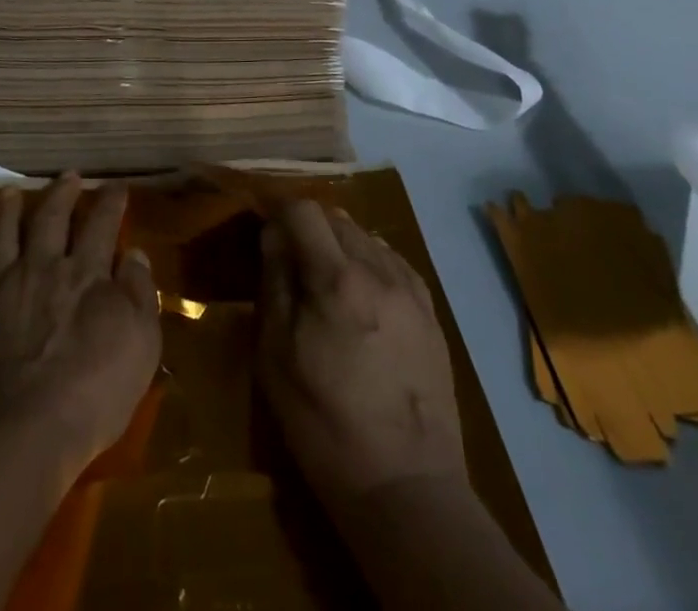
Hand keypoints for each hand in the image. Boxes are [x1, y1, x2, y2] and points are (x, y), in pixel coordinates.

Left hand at [0, 174, 159, 480]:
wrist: (17, 433)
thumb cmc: (92, 394)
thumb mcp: (141, 344)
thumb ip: (139, 294)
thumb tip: (134, 254)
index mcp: (86, 273)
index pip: (102, 224)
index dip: (111, 201)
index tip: (116, 185)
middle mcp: (42, 267)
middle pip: (51, 218)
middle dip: (62, 193)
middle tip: (68, 175)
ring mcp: (0, 287)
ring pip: (4, 235)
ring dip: (8, 211)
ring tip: (11, 191)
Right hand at [256, 198, 467, 507]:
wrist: (407, 487)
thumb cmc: (325, 425)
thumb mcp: (277, 357)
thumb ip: (275, 284)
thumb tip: (274, 235)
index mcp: (336, 279)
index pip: (304, 210)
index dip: (279, 213)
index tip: (266, 235)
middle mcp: (378, 270)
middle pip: (336, 218)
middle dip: (309, 229)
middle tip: (292, 264)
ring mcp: (410, 289)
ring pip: (366, 236)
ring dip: (340, 245)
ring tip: (327, 284)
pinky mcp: (430, 312)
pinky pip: (393, 262)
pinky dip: (370, 264)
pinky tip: (362, 296)